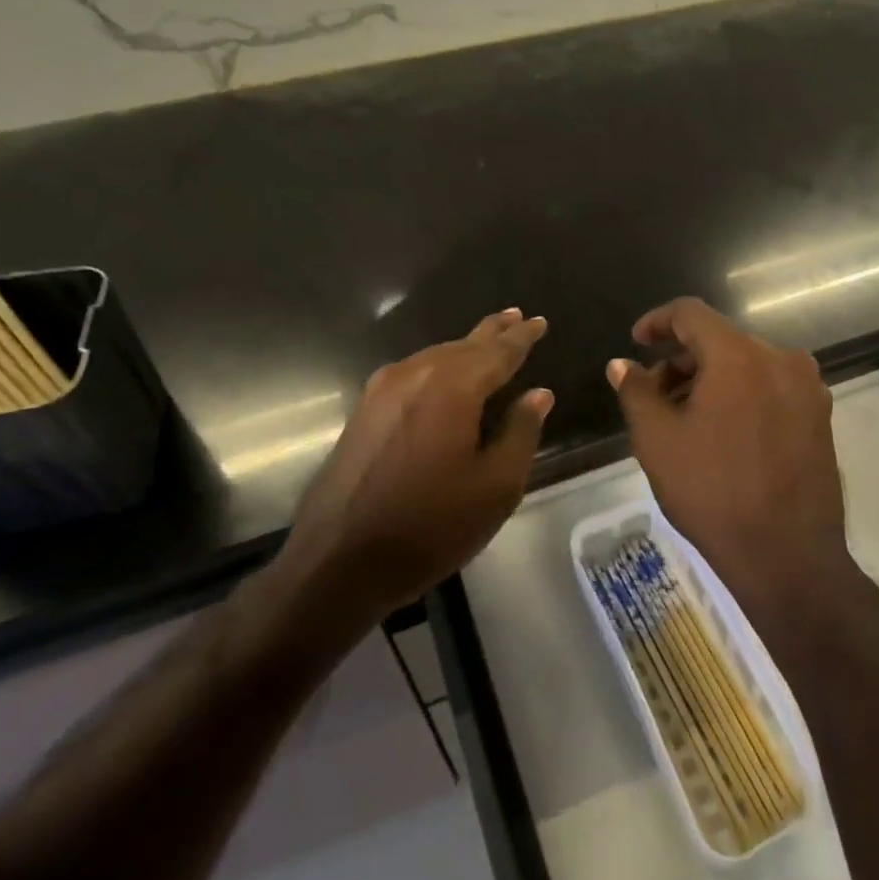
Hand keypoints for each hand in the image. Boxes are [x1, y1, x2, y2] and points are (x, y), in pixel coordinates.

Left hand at [274, 309, 552, 626]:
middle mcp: (414, 376)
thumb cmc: (430, 527)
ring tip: (487, 342)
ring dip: (464, 348)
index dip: (522, 337)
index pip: (498, 352)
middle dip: (493, 332)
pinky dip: (438, 368)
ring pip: (434, 357)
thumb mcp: (495, 486)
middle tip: (516, 317)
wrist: (339, 562)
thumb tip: (538, 394)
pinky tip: (445, 377)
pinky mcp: (364, 412)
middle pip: (462, 345)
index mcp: (452, 387)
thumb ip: (521, 432)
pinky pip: (412, 375)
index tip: (539, 321)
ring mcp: (381, 392)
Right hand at [607, 297, 851, 629]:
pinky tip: (724, 433)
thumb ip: (636, 391)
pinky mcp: (821, 416)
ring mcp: (807, 387)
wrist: (788, 555)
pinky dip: (741, 395)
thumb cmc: (713, 493)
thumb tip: (622, 364)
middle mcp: (780, 358)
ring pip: (746, 365)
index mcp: (738, 355)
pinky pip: (771, 387)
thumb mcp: (657, 441)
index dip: (657, 322)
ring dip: (711, 380)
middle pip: (720, 340)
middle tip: (654, 397)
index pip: (691, 314)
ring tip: (686, 420)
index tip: (636, 342)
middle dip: (682, 361)